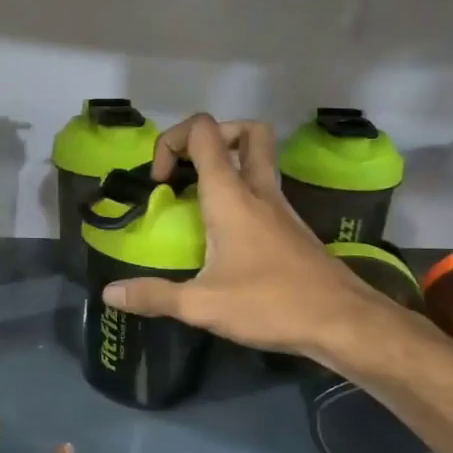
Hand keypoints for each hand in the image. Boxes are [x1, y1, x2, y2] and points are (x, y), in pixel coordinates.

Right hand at [101, 113, 396, 357]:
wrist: (341, 321)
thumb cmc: (270, 303)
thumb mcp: (202, 305)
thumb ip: (154, 296)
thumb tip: (110, 294)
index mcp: (231, 194)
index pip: (203, 131)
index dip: (172, 141)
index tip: (160, 182)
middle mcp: (258, 189)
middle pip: (246, 131)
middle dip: (212, 138)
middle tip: (188, 171)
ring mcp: (281, 206)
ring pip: (260, 159)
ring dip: (229, 164)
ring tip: (199, 201)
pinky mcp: (292, 227)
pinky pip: (265, 190)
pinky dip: (242, 194)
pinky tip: (226, 233)